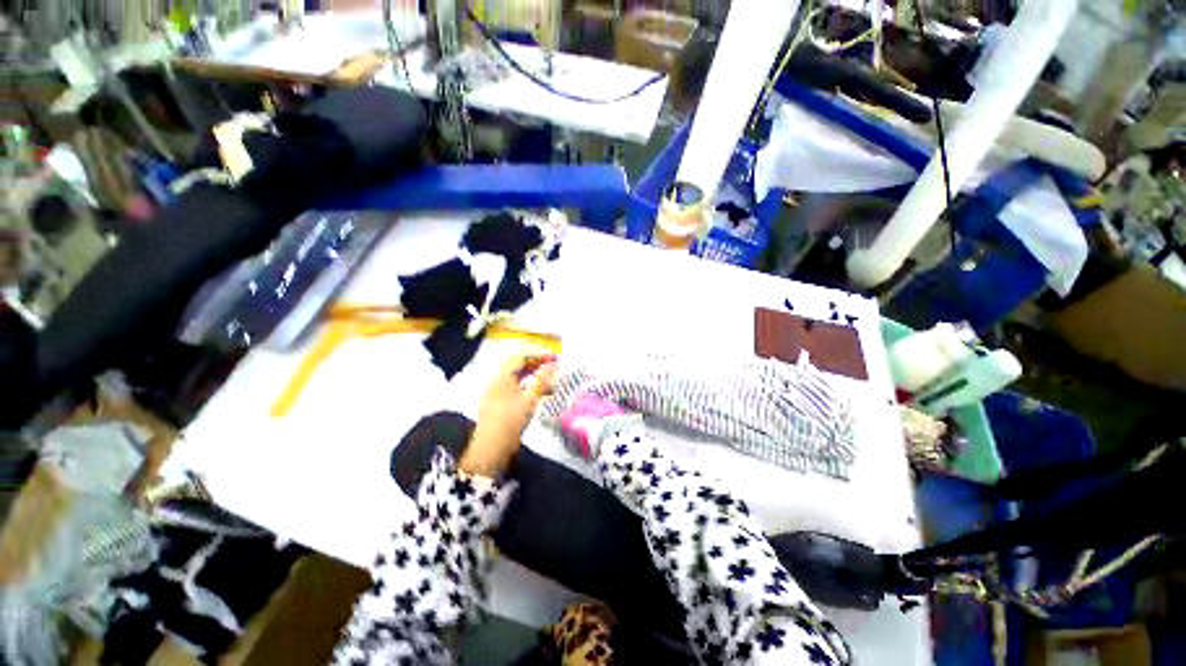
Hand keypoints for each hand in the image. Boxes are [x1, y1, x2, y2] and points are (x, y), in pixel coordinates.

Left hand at [460, 353, 558, 477]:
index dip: (539, 354)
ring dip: (534, 377)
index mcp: (502, 375)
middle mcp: (497, 380)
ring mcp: (496, 391)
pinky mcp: (499, 403)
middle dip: (537, 365)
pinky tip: (541, 394)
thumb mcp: (530, 399)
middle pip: (518, 365)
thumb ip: (542, 380)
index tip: (554, 357)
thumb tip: (554, 365)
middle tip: (554, 367)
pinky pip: (515, 388)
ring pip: (518, 378)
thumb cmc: (511, 420)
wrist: (492, 448)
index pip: (521, 356)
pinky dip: (529, 387)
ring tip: (551, 382)